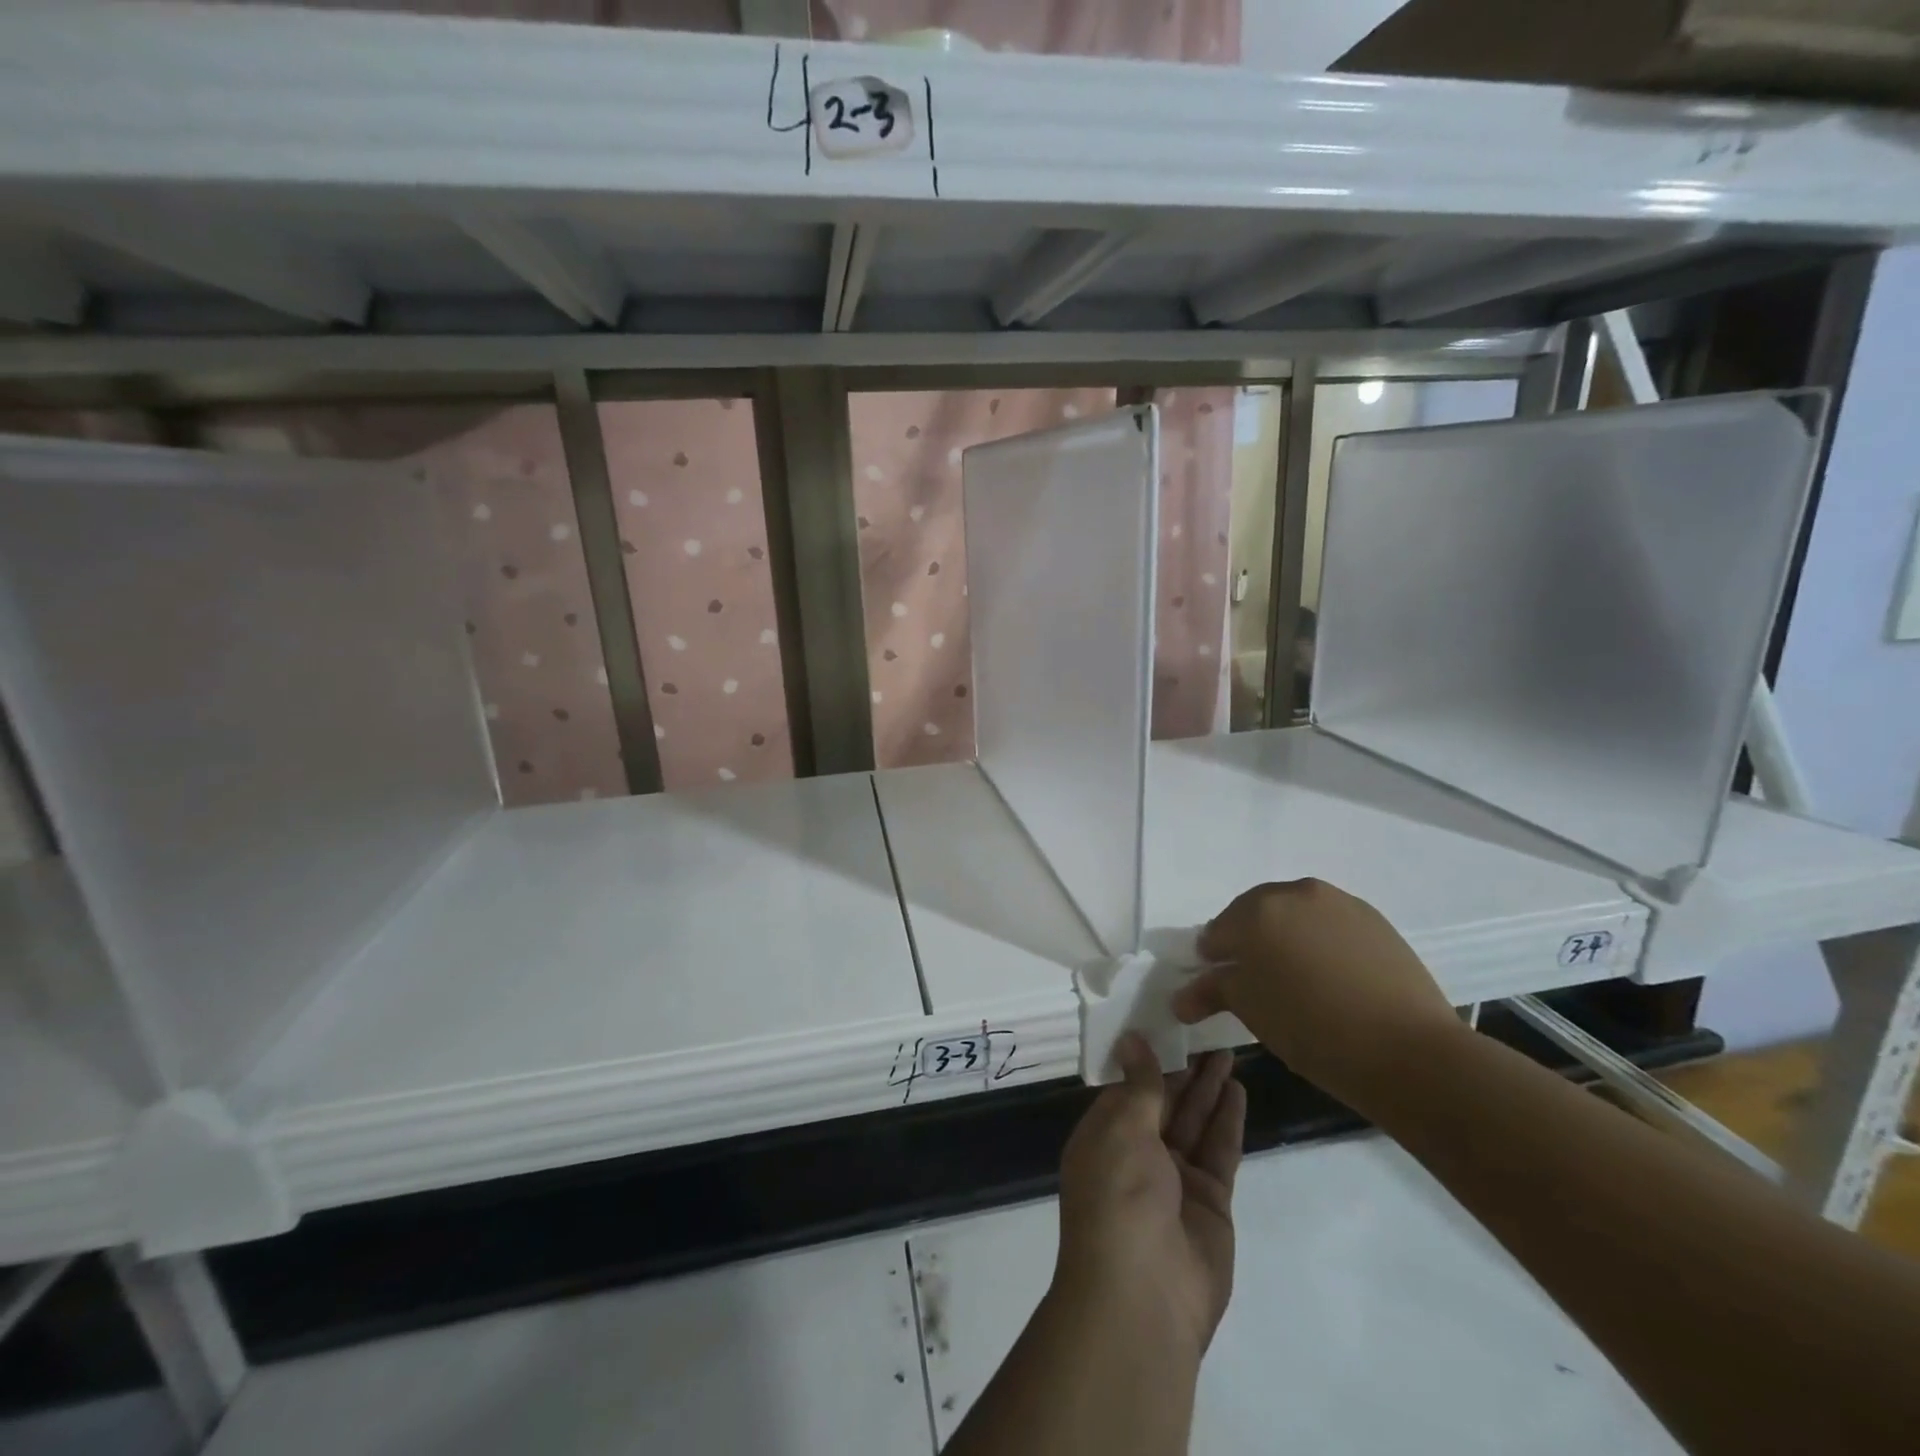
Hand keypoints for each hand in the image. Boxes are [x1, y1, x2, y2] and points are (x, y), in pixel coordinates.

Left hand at [1054, 1037, 1245, 1356]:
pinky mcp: (1210, 1200)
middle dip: (1184, 1067)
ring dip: (1209, 1087)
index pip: (1127, 1086)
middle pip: (1165, 1100)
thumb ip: (1139, 1086)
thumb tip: (1132, 1039)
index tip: (1167, 1020)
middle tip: (1207, 1027)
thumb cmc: (1118, 1198)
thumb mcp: (1122, 1130)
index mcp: (1104, 1135)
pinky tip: (1237, 1089)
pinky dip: (1227, 1120)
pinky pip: (1218, 1150)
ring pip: (1194, 1120)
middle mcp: (1137, 1153)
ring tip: (1227, 1047)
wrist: (1144, 1296)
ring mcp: (1175, 1178)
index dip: (1148, 1055)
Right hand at [1172, 878, 1464, 1114]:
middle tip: (1253, 983)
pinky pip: (1331, 925)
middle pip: (1256, 915)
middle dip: (1248, 943)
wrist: (1410, 1052)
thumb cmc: (1312, 1028)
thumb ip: (1211, 991)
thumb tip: (1180, 998)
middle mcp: (1295, 893)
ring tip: (1296, 981)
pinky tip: (1330, 979)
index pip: (1218, 931)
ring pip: (1296, 916)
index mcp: (1257, 911)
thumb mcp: (1250, 1010)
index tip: (1216, 985)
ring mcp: (1339, 903)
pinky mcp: (1375, 920)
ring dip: (1286, 939)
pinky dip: (1320, 944)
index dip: (1213, 959)